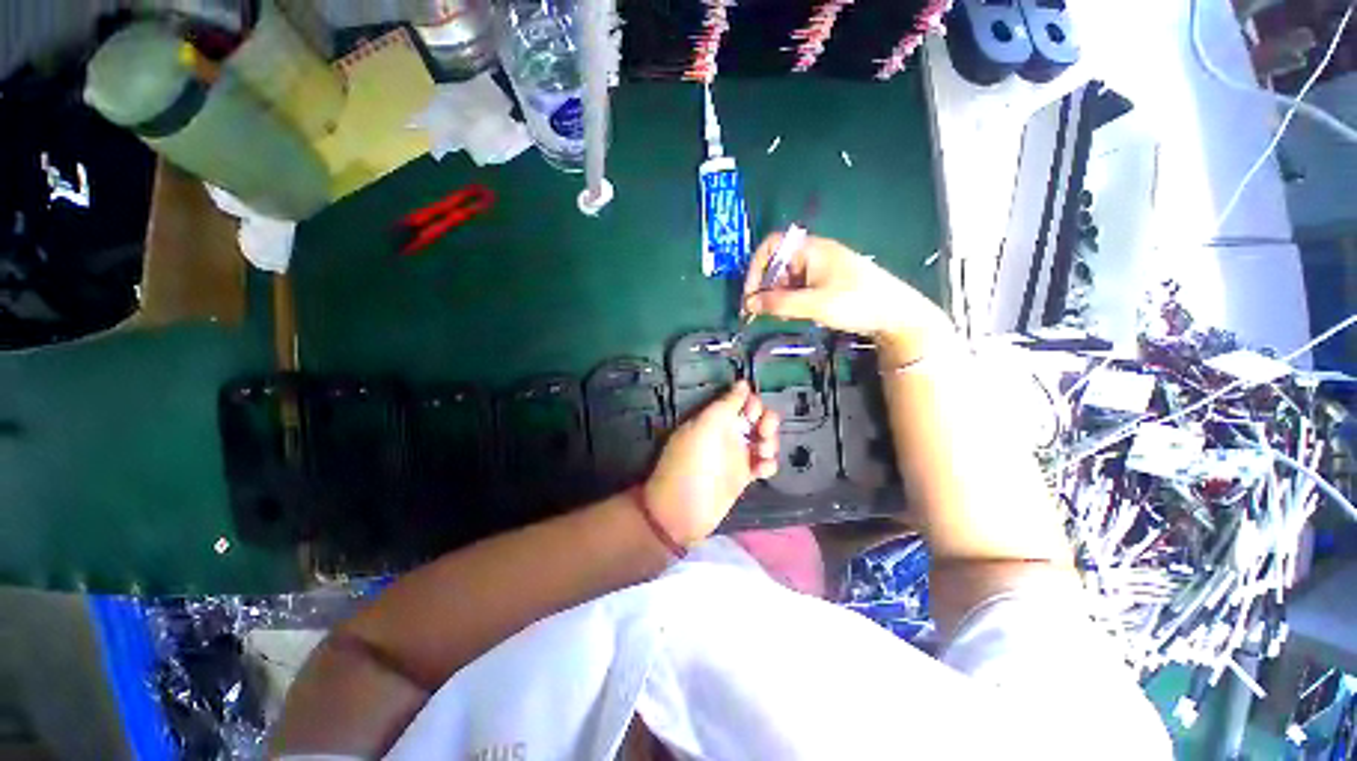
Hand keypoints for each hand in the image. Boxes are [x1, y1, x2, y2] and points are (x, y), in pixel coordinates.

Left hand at [644, 382, 779, 546]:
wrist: (682, 510)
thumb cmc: (692, 463)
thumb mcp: (706, 426)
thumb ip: (726, 403)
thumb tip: (743, 382)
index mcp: (716, 418)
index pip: (742, 400)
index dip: (752, 403)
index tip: (751, 414)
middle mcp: (728, 433)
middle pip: (758, 418)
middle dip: (767, 422)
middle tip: (761, 434)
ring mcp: (737, 455)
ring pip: (765, 440)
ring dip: (770, 442)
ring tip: (762, 454)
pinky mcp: (744, 477)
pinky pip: (764, 464)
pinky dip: (769, 464)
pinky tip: (762, 471)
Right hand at [742, 234, 953, 359]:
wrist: (896, 315)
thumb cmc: (857, 302)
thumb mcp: (814, 304)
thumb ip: (779, 303)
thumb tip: (749, 303)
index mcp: (811, 249)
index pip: (771, 246)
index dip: (756, 268)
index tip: (750, 295)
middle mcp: (814, 254)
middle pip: (777, 264)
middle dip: (766, 287)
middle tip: (762, 312)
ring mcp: (821, 268)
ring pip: (787, 278)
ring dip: (778, 296)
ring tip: (782, 315)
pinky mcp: (826, 282)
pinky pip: (799, 287)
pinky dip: (791, 300)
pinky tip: (795, 314)